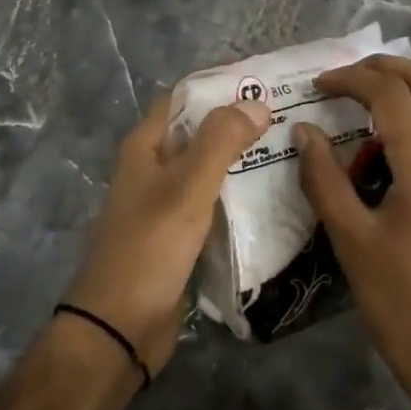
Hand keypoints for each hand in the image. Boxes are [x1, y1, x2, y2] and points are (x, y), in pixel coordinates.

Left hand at [64, 91, 269, 375]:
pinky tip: (272, 195)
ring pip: (208, 168)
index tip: (265, 83)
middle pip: (199, 131)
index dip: (220, 85)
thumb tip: (257, 103)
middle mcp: (153, 167)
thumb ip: (221, 140)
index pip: (184, 96)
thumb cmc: (150, 246)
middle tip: (290, 116)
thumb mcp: (187, 186)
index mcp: (146, 146)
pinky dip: (238, 194)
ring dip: (242, 158)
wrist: (120, 327)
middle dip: (239, 121)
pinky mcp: (179, 235)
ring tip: (290, 150)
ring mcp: (165, 203)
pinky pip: (213, 202)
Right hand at [293, 56, 410, 409]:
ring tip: (374, 94)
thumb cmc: (402, 300)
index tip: (317, 85)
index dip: (351, 78)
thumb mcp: (351, 239)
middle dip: (386, 67)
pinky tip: (401, 135)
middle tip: (346, 76)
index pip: (390, 93)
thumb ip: (324, 178)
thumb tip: (304, 131)